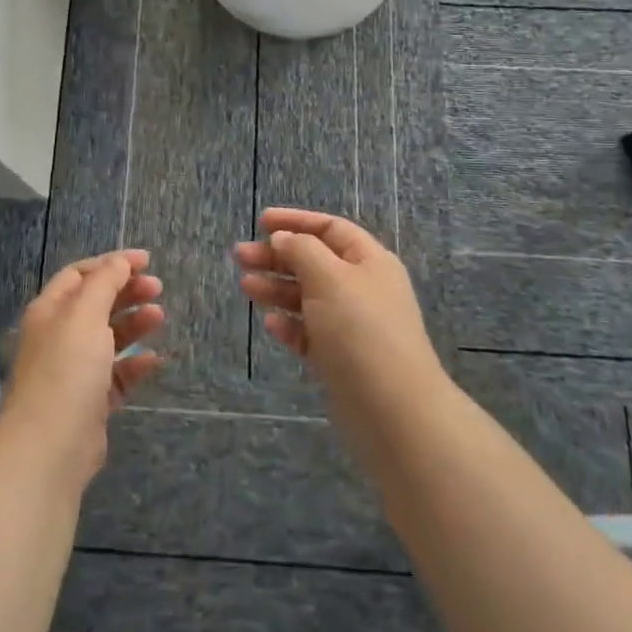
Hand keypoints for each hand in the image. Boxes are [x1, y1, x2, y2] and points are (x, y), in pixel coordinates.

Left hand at [0, 249, 164, 483]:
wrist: (51, 444)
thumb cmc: (66, 367)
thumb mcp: (85, 313)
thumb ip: (105, 282)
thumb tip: (121, 261)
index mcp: (50, 311)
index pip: (79, 275)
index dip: (112, 263)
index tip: (146, 261)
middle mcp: (58, 337)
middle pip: (95, 304)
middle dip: (126, 291)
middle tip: (157, 288)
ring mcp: (74, 371)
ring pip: (108, 338)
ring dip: (133, 324)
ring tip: (159, 317)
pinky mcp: (90, 402)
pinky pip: (116, 375)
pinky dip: (134, 364)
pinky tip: (153, 359)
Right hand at [234, 208, 441, 386]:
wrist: (392, 409)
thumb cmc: (360, 330)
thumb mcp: (329, 277)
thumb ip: (301, 250)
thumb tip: (283, 238)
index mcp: (369, 261)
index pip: (330, 228)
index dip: (295, 221)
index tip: (260, 222)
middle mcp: (362, 288)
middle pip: (314, 261)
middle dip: (277, 256)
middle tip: (239, 256)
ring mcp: (352, 325)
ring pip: (308, 297)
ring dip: (277, 288)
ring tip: (246, 287)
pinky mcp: (341, 359)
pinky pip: (310, 333)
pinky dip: (289, 325)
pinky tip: (270, 324)